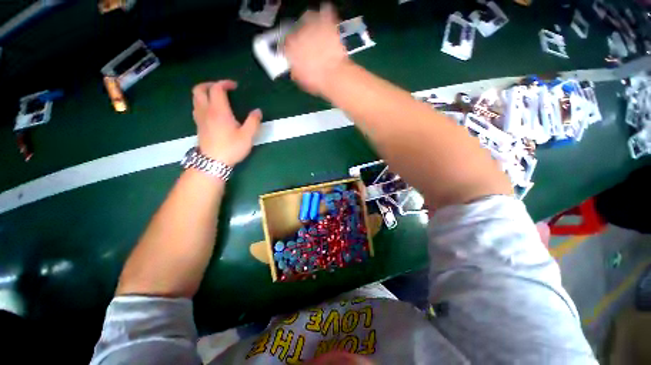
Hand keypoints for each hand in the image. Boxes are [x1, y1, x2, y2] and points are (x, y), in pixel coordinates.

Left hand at [192, 80, 261, 165]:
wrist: (213, 162)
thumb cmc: (231, 148)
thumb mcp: (247, 136)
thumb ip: (253, 122)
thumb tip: (258, 111)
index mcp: (219, 111)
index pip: (217, 89)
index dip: (225, 83)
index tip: (235, 86)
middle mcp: (206, 111)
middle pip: (199, 89)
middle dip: (210, 84)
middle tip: (222, 88)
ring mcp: (200, 118)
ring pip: (195, 98)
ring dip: (204, 93)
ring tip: (216, 98)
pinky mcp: (198, 125)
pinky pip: (196, 107)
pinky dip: (202, 102)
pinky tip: (212, 111)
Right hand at [284, 3, 349, 95]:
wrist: (334, 75)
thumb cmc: (317, 81)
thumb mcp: (302, 81)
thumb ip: (296, 71)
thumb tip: (295, 69)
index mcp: (290, 49)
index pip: (286, 45)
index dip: (292, 50)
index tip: (297, 54)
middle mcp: (298, 34)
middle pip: (296, 30)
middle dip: (301, 36)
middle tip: (308, 44)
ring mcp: (312, 26)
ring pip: (308, 17)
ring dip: (310, 22)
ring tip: (316, 29)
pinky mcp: (327, 22)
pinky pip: (325, 11)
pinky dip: (326, 13)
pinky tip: (327, 17)